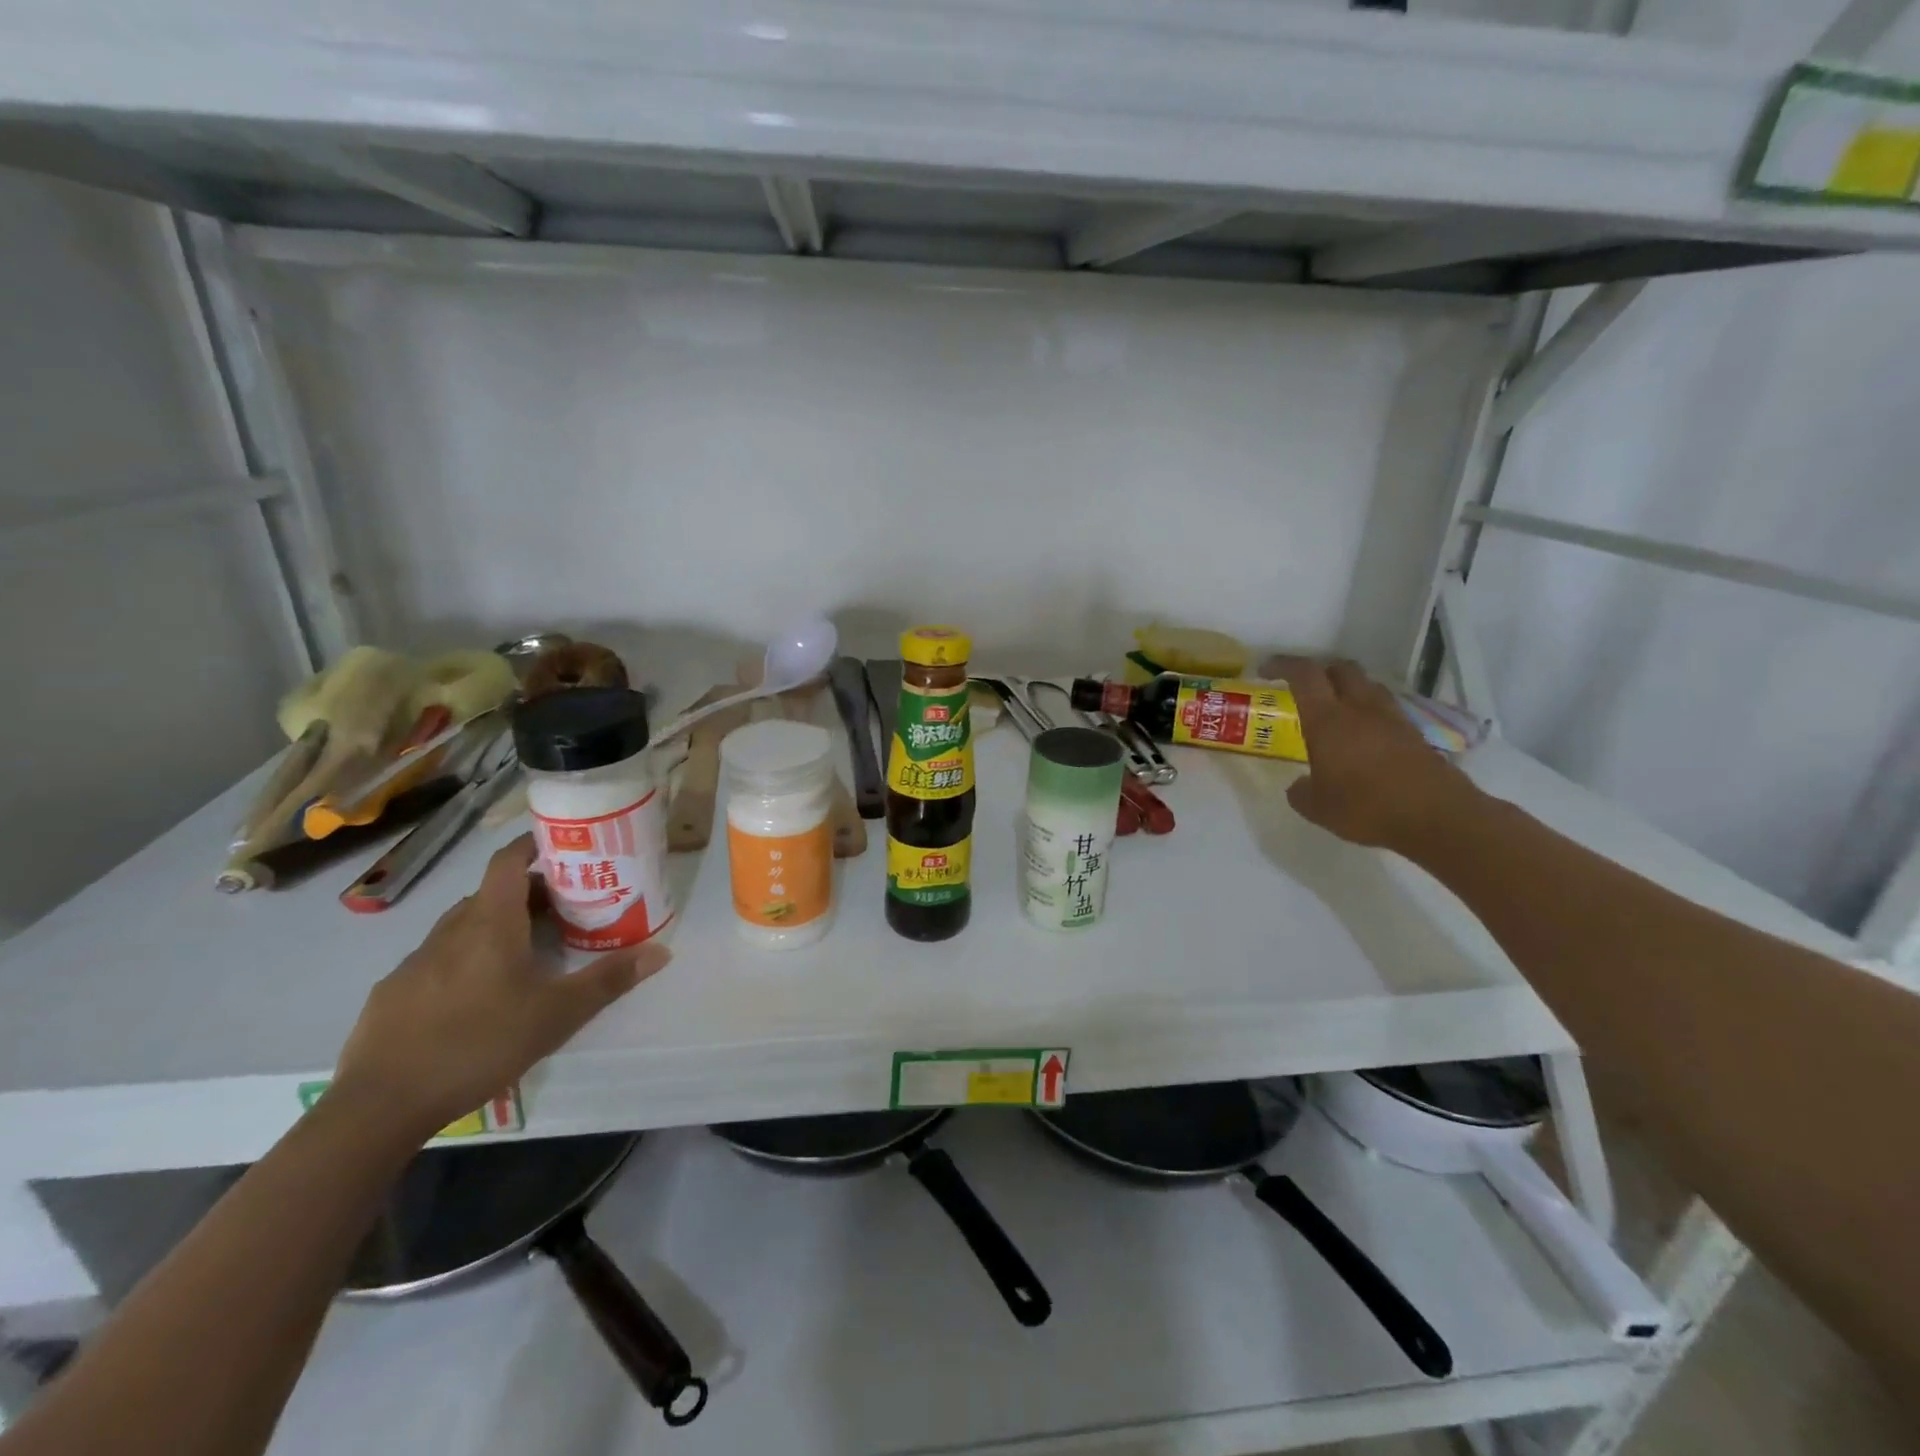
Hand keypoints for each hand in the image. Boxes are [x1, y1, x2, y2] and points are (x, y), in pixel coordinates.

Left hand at [332, 835, 668, 1137]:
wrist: (379, 1105)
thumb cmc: (480, 1043)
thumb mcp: (558, 1014)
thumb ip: (609, 979)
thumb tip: (663, 950)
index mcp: (490, 923)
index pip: (508, 862)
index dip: (532, 846)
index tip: (562, 846)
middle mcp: (450, 931)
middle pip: (491, 894)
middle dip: (527, 894)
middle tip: (564, 908)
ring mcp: (415, 962)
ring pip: (463, 928)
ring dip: (496, 927)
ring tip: (527, 951)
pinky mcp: (392, 993)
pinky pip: (438, 960)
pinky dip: (465, 960)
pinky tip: (478, 997)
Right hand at [1270, 657, 1480, 853]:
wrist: (1436, 817)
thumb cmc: (1366, 808)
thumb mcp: (1317, 808)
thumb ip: (1301, 792)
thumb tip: (1299, 786)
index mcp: (1328, 720)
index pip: (1304, 674)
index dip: (1283, 665)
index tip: (1265, 670)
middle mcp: (1360, 709)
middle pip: (1340, 668)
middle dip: (1318, 671)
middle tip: (1303, 688)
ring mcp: (1391, 718)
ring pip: (1367, 685)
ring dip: (1347, 688)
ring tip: (1334, 709)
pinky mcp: (1413, 733)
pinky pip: (1385, 709)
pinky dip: (1368, 711)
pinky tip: (1362, 736)